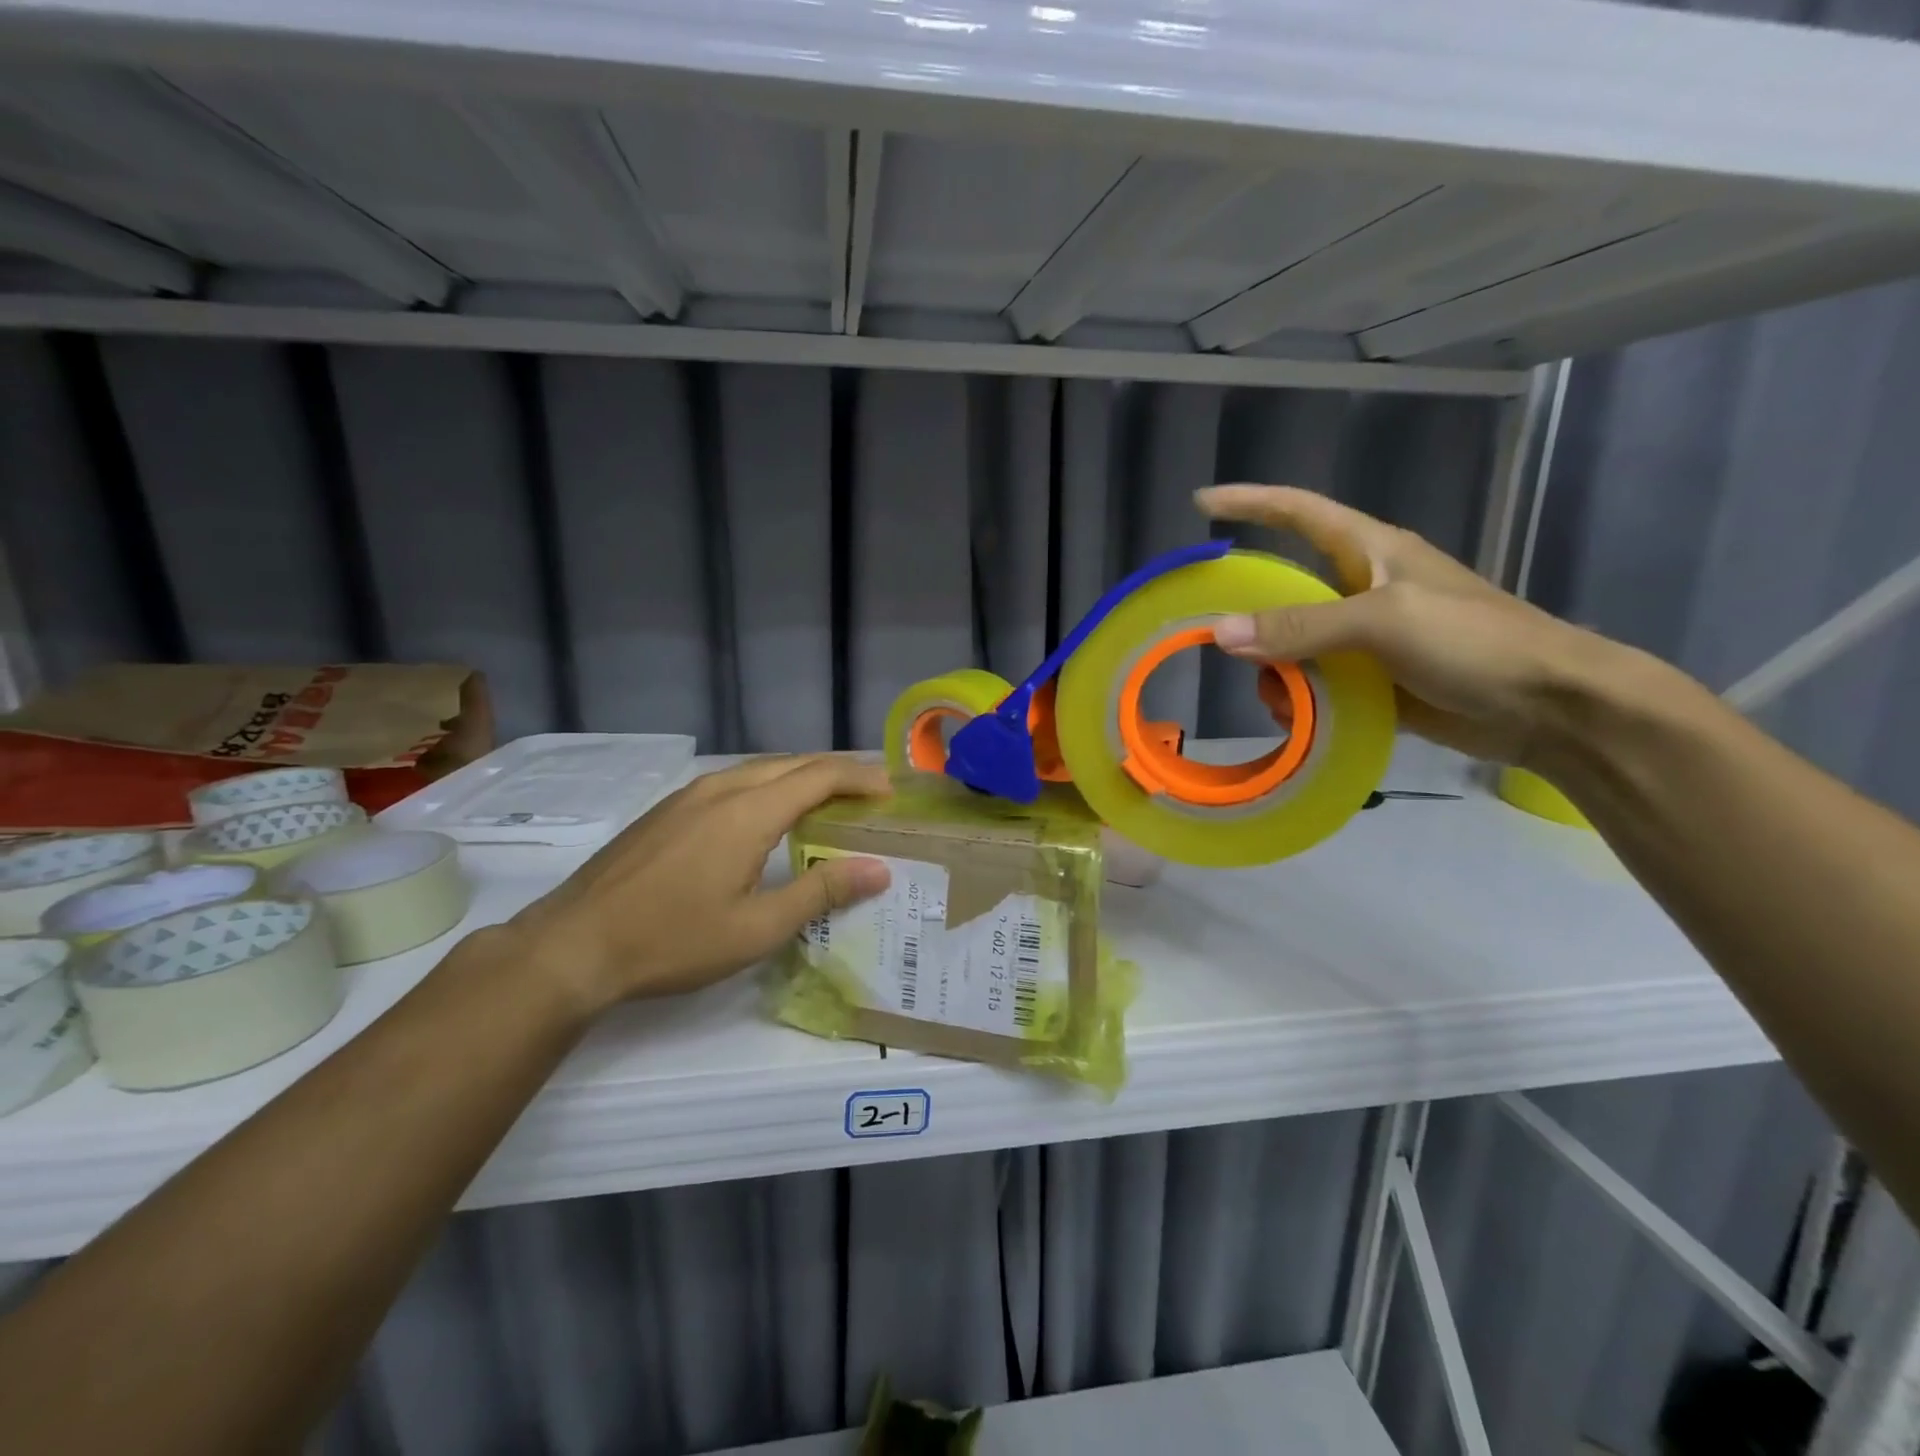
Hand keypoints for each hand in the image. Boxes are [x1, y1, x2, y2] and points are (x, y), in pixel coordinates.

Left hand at [506, 755, 891, 1013]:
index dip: (860, 777)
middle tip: (869, 795)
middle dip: (836, 772)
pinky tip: (769, 816)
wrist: (574, 945)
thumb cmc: (673, 940)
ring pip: (760, 769)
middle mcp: (721, 789)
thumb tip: (878, 869)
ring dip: (801, 777)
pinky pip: (733, 781)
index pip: (820, 775)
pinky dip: (768, 786)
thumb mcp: (757, 927)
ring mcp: (689, 796)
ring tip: (828, 802)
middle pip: (792, 763)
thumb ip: (822, 892)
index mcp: (749, 811)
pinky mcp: (668, 809)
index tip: (890, 791)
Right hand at [1196, 484, 1626, 765]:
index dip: (1249, 501)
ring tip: (1278, 699)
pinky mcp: (1373, 681)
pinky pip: (1314, 684)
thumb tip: (1220, 634)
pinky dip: (1298, 701)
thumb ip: (1302, 626)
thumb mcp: (1384, 622)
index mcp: (1370, 552)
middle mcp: (1361, 589)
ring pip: (1292, 645)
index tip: (1200, 503)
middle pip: (1283, 590)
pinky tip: (1298, 720)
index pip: (1298, 511)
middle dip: (1249, 616)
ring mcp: (1366, 638)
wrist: (1548, 708)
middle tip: (1214, 641)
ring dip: (1274, 671)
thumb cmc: (1474, 643)